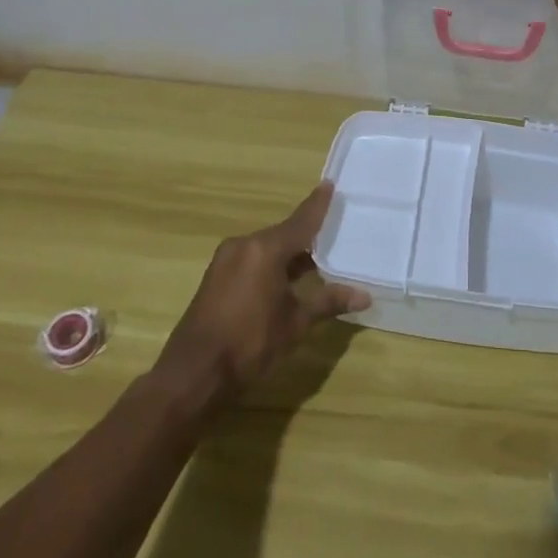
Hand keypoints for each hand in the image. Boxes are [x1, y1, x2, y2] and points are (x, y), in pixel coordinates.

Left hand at [154, 182, 367, 408]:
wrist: (193, 373)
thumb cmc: (250, 343)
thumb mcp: (295, 323)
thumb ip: (328, 302)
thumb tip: (364, 296)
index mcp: (265, 249)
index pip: (301, 221)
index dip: (318, 205)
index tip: (329, 184)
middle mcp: (244, 245)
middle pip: (283, 234)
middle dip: (308, 236)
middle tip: (334, 233)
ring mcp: (226, 261)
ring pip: (267, 249)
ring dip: (289, 255)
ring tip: (317, 260)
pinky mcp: (216, 278)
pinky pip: (252, 261)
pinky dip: (271, 266)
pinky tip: (287, 280)